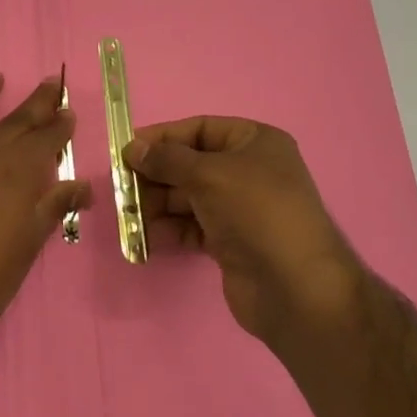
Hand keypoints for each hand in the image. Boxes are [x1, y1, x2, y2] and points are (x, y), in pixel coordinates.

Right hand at [125, 117, 361, 349]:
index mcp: (255, 142)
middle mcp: (249, 171)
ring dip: (157, 205)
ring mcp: (240, 209)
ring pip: (188, 198)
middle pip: (191, 165)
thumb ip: (167, 159)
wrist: (294, 287)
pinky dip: (170, 230)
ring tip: (130, 215)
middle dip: (156, 175)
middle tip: (121, 188)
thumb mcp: (209, 174)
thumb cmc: (255, 212)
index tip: (126, 150)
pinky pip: (192, 227)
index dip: (163, 138)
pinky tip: (147, 237)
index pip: (200, 129)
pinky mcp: (231, 242)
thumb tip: (132, 148)